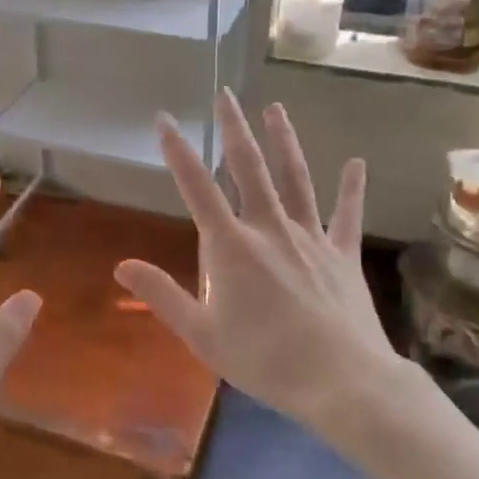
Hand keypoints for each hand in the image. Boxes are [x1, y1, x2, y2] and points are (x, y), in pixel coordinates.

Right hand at [115, 93, 403, 437]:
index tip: (165, 119)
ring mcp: (310, 238)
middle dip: (234, 129)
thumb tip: (121, 266)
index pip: (197, 188)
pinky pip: (346, 216)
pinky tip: (356, 163)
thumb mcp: (202, 335)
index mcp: (231, 246)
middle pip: (249, 168)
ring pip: (295, 178)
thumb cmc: (265, 361)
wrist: (343, 383)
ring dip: (283, 141)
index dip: (178, 151)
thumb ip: (162, 295)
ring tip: (275, 108)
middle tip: (226, 94)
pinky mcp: (342, 255)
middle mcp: (269, 229)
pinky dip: (351, 189)